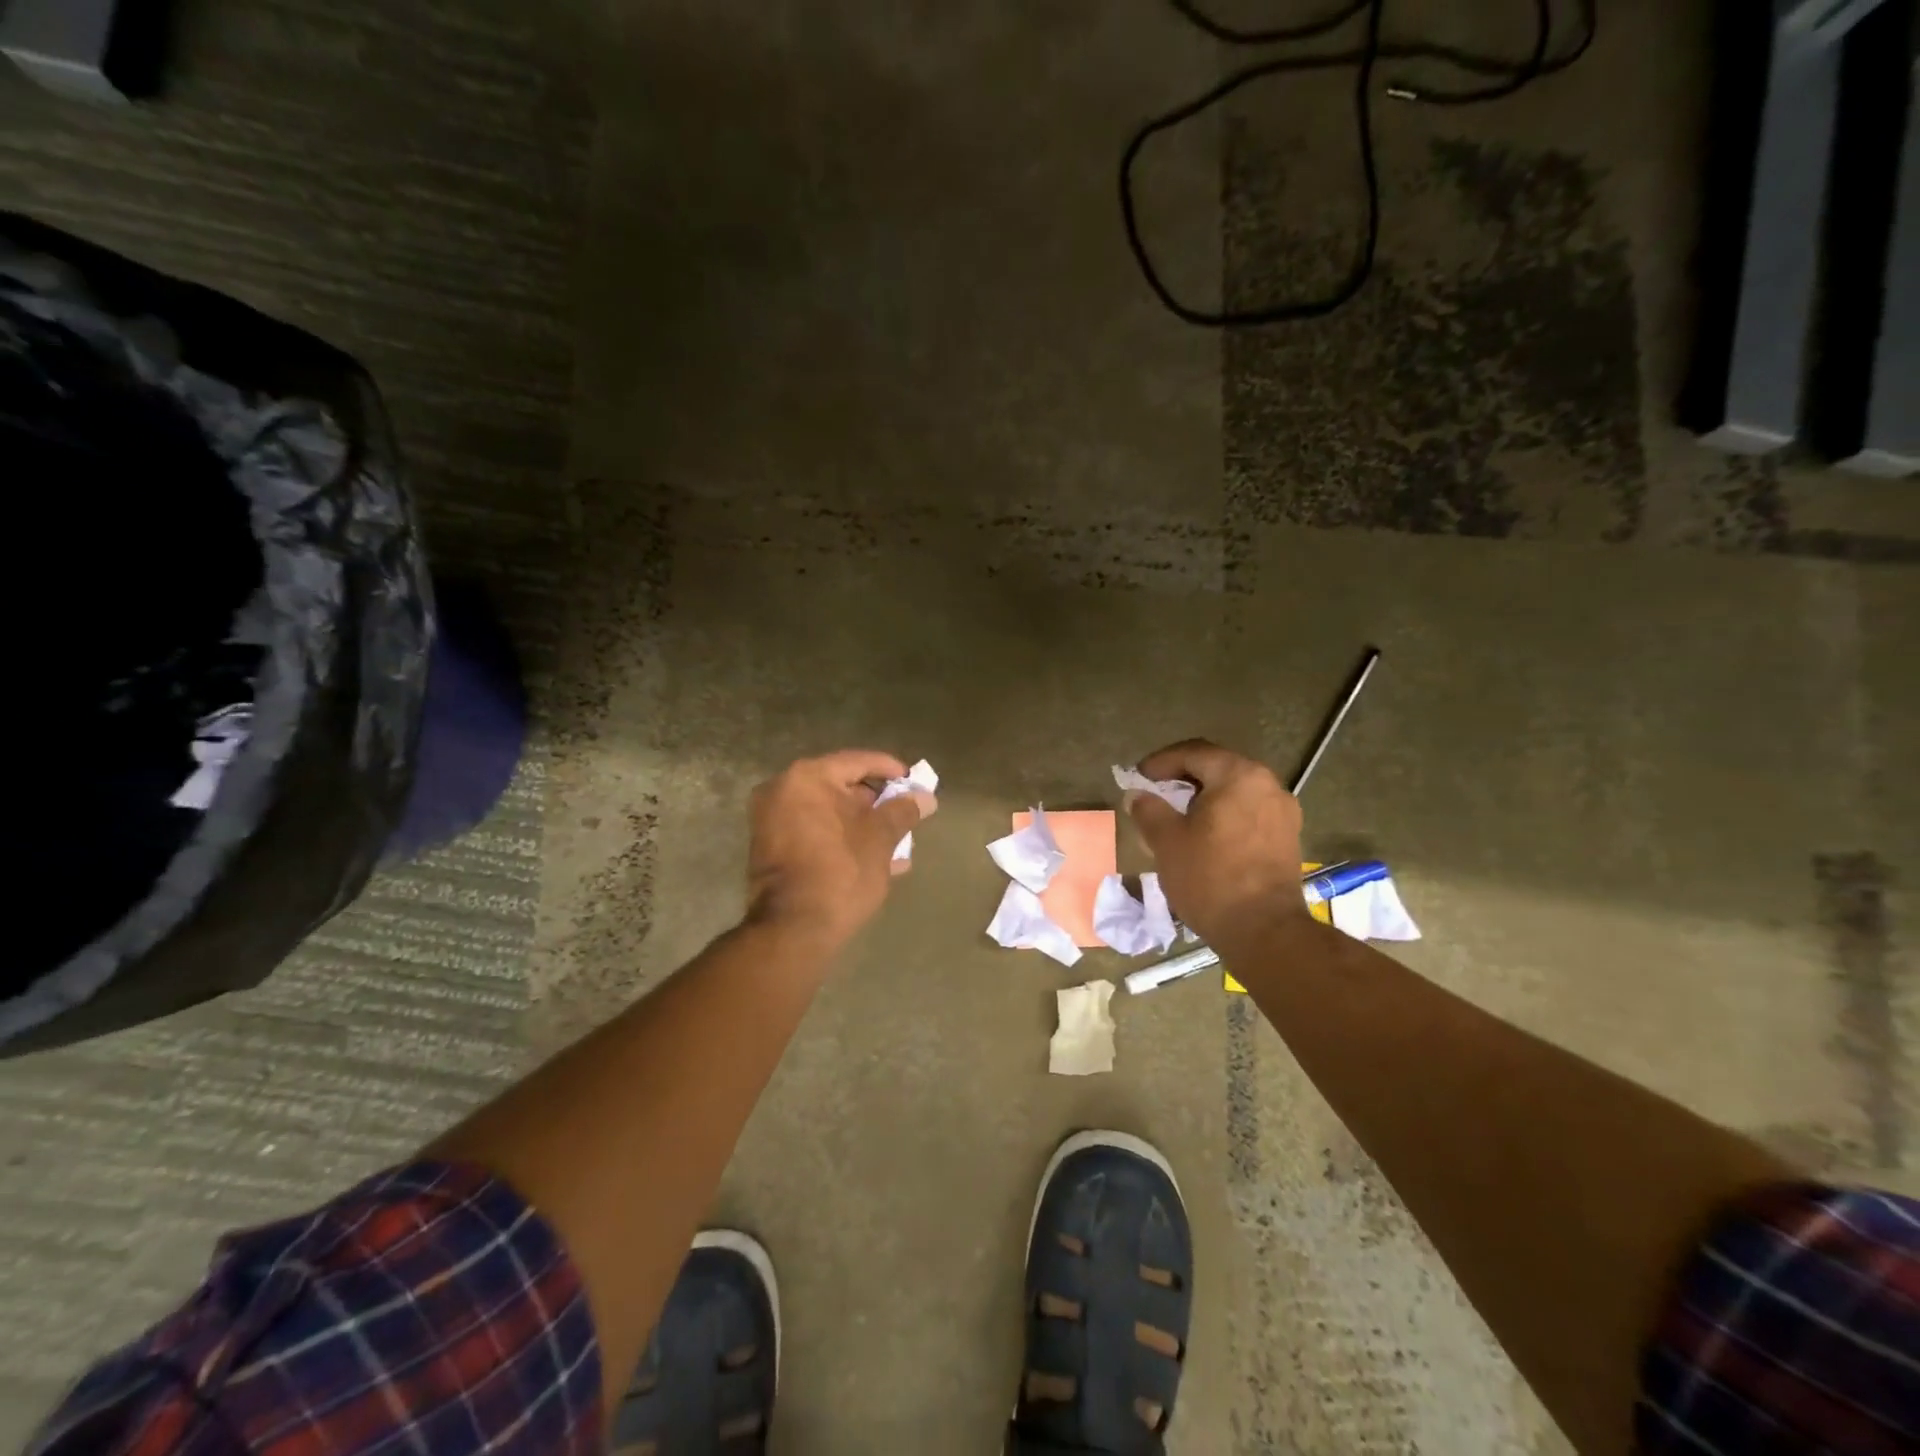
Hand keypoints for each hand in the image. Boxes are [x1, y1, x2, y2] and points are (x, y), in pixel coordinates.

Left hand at [744, 750, 936, 948]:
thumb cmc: (841, 873)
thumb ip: (903, 812)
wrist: (793, 930)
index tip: (915, 784)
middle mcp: (782, 791)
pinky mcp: (772, 850)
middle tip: (906, 816)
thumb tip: (926, 798)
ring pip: (829, 813)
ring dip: (863, 826)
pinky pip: (814, 832)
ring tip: (898, 843)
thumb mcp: (880, 839)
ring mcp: (772, 821)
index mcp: (806, 778)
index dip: (891, 771)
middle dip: (877, 803)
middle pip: (841, 786)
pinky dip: (842, 839)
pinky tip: (876, 861)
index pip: (857, 762)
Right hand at [1125, 739, 1306, 944]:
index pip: (1194, 753)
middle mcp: (1268, 784)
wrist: (1264, 931)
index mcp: (1238, 775)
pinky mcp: (1288, 838)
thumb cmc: (1210, 878)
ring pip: (1236, 791)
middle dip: (1184, 777)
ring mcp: (1283, 812)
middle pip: (1218, 768)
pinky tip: (1207, 836)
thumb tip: (1138, 796)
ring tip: (1179, 816)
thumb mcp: (1167, 841)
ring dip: (1205, 797)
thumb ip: (1149, 810)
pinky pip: (1250, 812)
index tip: (1139, 777)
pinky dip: (1225, 815)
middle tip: (1157, 792)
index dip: (1161, 762)